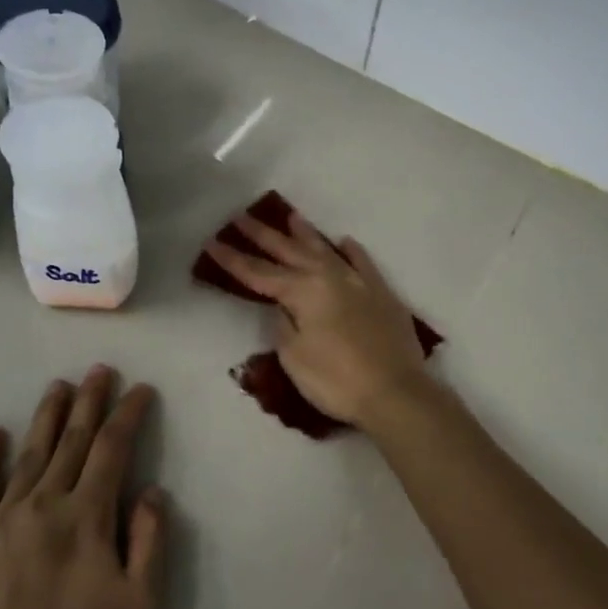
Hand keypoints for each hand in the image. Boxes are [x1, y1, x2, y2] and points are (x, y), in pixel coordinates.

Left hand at [0, 367, 168, 608]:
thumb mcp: (139, 604)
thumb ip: (149, 541)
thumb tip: (150, 492)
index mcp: (88, 516)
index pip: (113, 449)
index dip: (129, 414)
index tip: (141, 390)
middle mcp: (46, 503)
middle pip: (73, 440)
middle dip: (90, 401)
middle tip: (100, 370)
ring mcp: (5, 518)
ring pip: (31, 452)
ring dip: (48, 416)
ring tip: (60, 386)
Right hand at [202, 211, 431, 427]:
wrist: (396, 391)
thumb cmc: (336, 380)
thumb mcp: (295, 357)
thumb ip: (284, 326)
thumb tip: (283, 307)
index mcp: (303, 291)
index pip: (259, 273)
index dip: (233, 260)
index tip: (212, 243)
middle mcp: (329, 277)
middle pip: (289, 252)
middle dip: (263, 236)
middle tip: (242, 218)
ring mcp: (359, 282)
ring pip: (326, 249)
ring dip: (305, 234)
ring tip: (291, 217)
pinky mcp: (382, 293)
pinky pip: (363, 263)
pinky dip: (352, 251)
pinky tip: (344, 242)